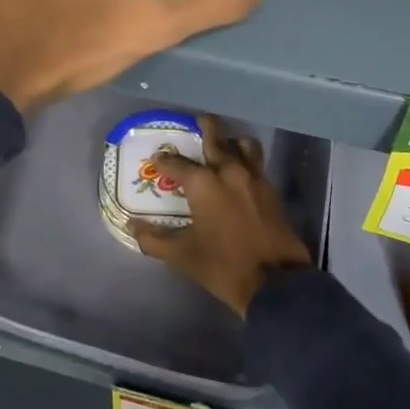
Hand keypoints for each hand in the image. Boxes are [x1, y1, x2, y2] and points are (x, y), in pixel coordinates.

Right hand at [132, 115, 313, 316]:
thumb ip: (154, 240)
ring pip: (242, 144)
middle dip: (203, 127)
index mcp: (204, 183)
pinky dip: (246, 160)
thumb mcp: (183, 256)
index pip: (177, 163)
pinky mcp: (271, 190)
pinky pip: (256, 163)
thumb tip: (132, 227)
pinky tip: (238, 174)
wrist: (277, 284)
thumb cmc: (224, 266)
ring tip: (221, 148)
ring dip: (230, 141)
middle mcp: (229, 171)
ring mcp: (254, 178)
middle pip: (215, 136)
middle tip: (194, 124)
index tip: (157, 159)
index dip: (164, 160)